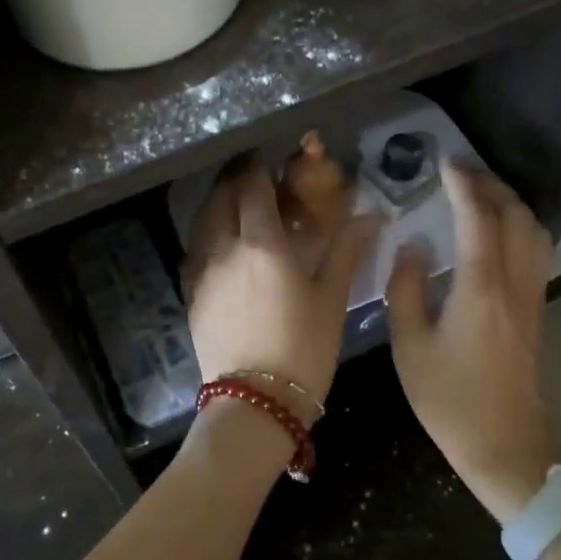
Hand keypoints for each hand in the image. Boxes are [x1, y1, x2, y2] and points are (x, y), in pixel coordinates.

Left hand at [181, 156, 378, 408]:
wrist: (254, 401)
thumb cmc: (303, 349)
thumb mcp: (331, 299)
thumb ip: (346, 252)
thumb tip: (370, 216)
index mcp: (262, 243)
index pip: (252, 186)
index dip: (258, 166)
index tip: (267, 157)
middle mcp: (225, 247)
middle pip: (220, 196)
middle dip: (234, 177)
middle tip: (251, 174)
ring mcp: (202, 270)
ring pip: (202, 219)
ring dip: (217, 201)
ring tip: (235, 201)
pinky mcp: (190, 293)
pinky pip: (195, 247)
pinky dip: (207, 231)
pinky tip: (221, 241)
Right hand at [386, 160, 559, 523]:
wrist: (506, 446)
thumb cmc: (450, 399)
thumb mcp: (409, 346)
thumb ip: (406, 289)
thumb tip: (413, 246)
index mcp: (481, 288)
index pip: (478, 219)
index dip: (464, 185)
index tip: (446, 163)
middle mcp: (514, 284)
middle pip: (517, 216)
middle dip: (491, 185)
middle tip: (461, 173)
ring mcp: (532, 297)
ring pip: (535, 231)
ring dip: (511, 203)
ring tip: (481, 194)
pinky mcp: (537, 311)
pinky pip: (536, 251)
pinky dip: (520, 226)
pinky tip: (497, 232)